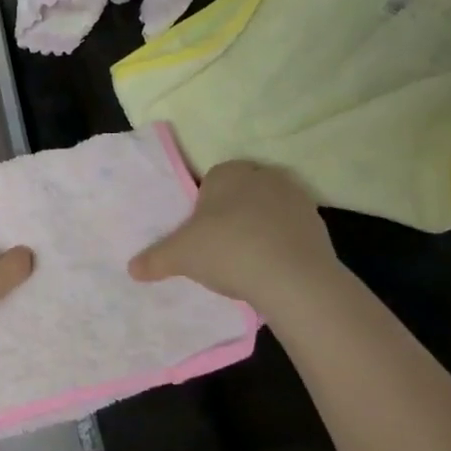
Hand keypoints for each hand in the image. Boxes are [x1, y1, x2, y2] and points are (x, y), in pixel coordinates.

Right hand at [128, 161, 344, 326]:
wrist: (293, 278)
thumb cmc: (227, 250)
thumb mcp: (180, 255)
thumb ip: (155, 258)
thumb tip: (131, 269)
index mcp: (227, 172)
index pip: (211, 181)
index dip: (204, 207)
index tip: (201, 233)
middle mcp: (262, 175)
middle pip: (241, 193)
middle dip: (233, 214)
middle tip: (221, 247)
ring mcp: (295, 197)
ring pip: (268, 210)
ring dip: (260, 228)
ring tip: (247, 261)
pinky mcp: (318, 223)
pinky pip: (291, 229)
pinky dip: (282, 243)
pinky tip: (272, 268)